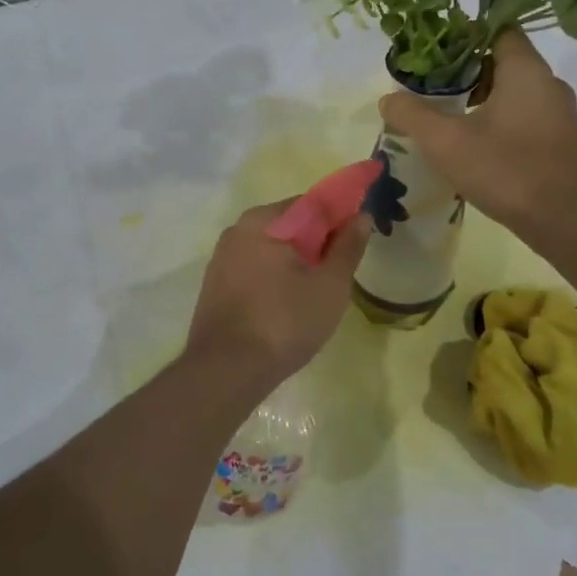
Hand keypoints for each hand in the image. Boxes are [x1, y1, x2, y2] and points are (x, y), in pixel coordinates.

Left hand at [184, 202, 369, 392]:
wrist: (226, 371)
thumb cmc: (284, 322)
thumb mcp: (329, 285)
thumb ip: (347, 247)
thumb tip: (361, 216)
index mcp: (263, 220)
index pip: (311, 204)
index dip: (339, 218)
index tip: (356, 241)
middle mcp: (237, 230)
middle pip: (289, 226)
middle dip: (317, 243)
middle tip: (339, 274)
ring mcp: (222, 258)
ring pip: (271, 249)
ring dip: (295, 263)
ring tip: (315, 294)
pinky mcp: (215, 285)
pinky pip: (254, 269)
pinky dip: (274, 278)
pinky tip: (286, 306)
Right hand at [378, 29, 576, 252]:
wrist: (565, 221)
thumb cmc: (506, 170)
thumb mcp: (446, 141)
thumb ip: (412, 115)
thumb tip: (388, 99)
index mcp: (526, 70)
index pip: (498, 28)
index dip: (464, 32)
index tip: (434, 48)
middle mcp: (547, 82)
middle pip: (502, 59)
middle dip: (464, 68)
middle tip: (429, 82)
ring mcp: (557, 112)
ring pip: (512, 89)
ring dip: (479, 96)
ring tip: (444, 112)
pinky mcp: (558, 139)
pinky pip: (523, 113)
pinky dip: (496, 116)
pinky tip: (471, 140)